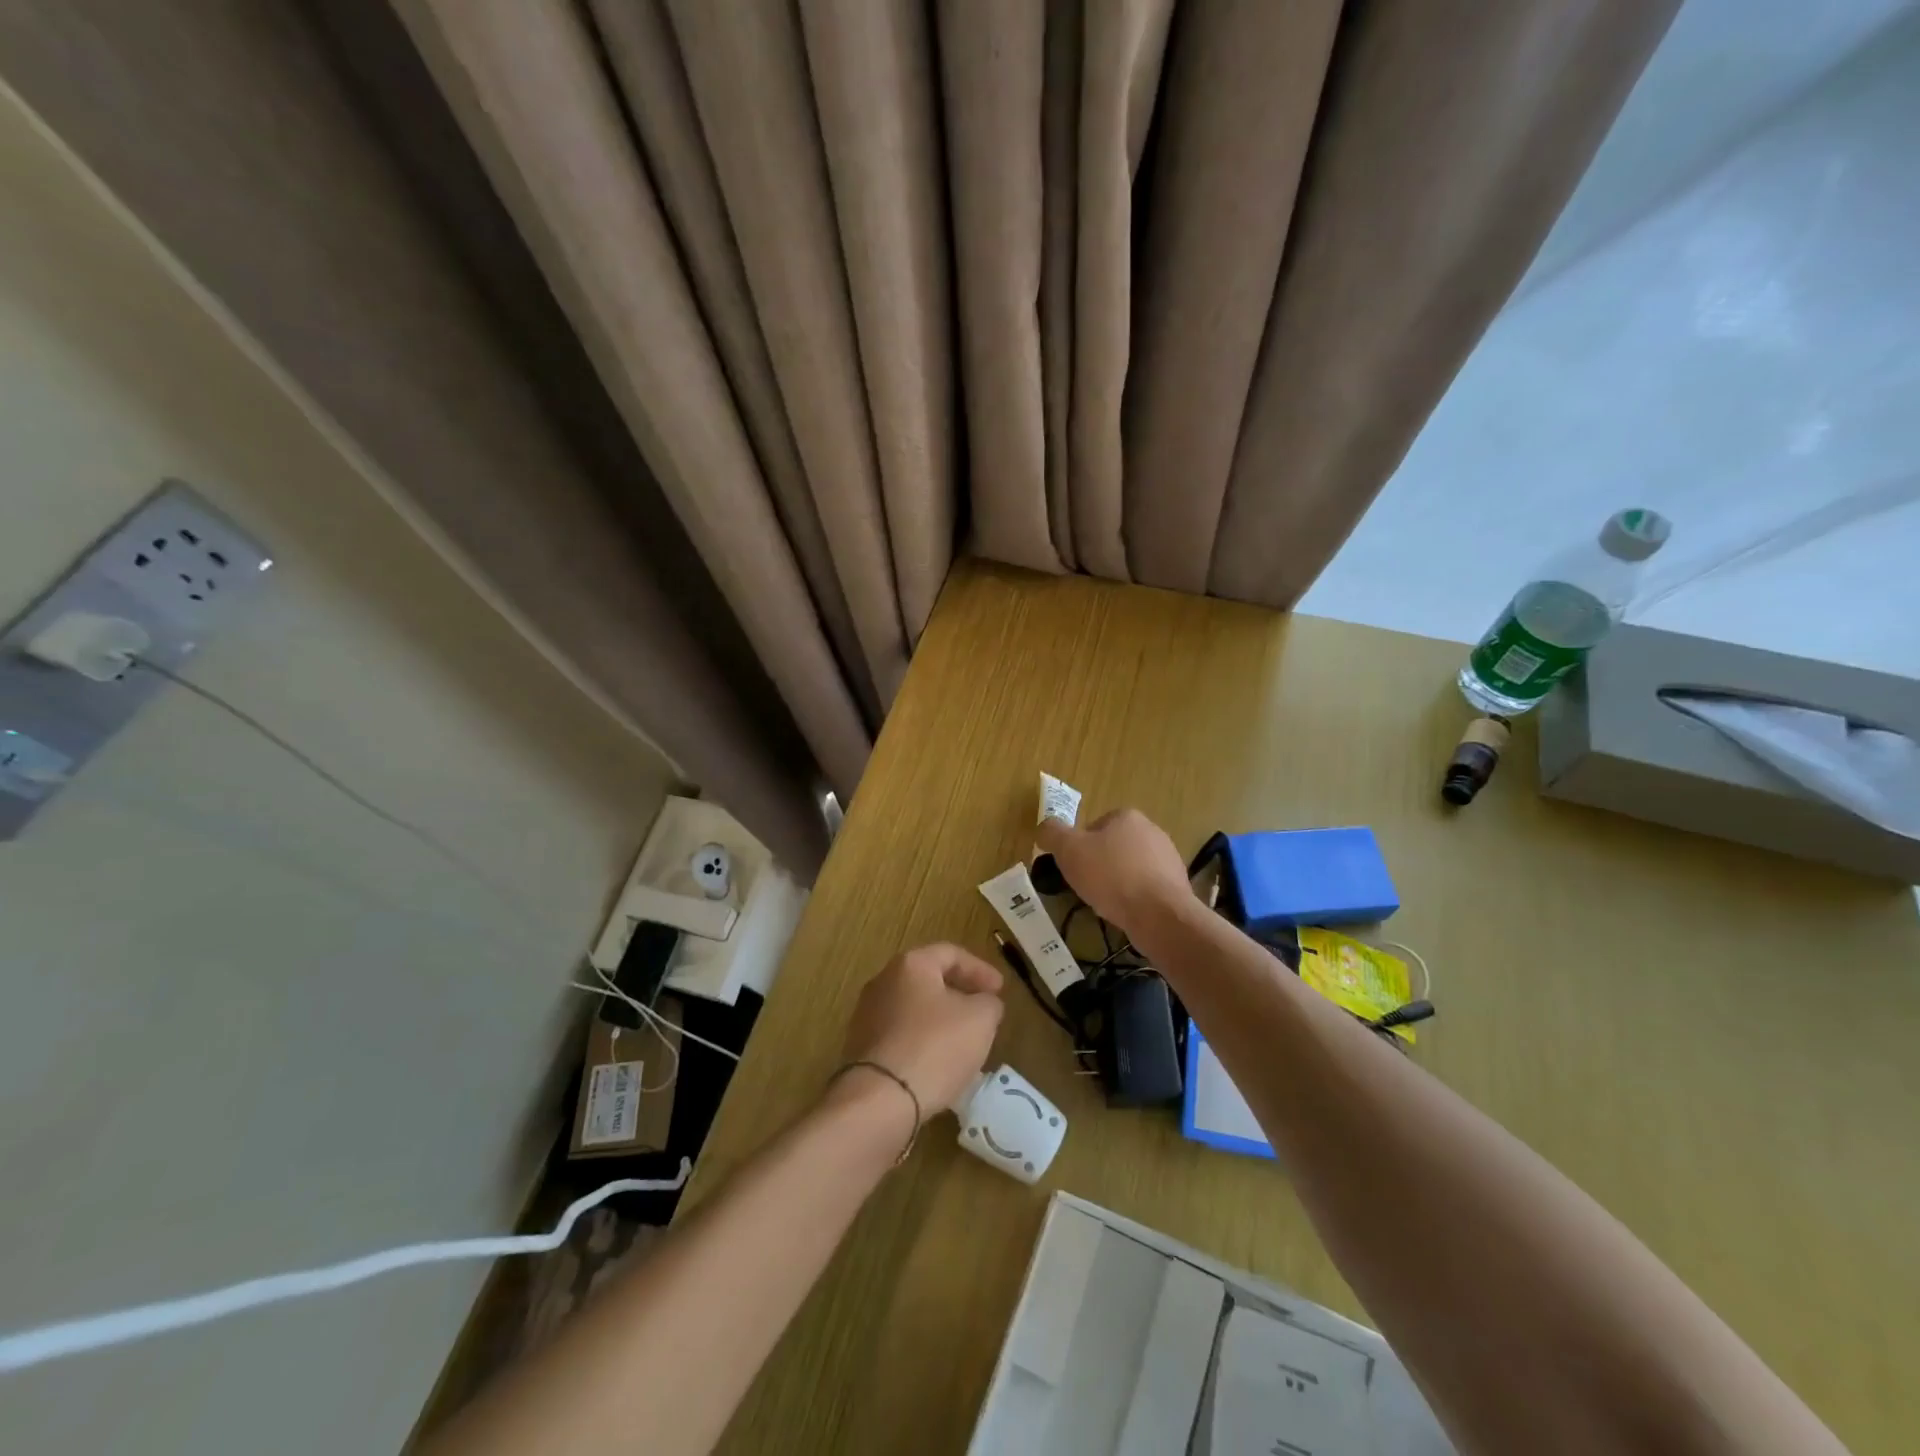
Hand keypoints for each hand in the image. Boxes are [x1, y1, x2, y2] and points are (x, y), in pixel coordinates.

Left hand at [841, 943, 1004, 1117]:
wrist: (879, 1099)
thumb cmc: (935, 1047)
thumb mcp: (980, 1019)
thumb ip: (989, 1003)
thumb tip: (984, 1003)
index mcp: (910, 965)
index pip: (951, 954)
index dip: (980, 969)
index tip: (1000, 990)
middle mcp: (883, 982)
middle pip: (929, 980)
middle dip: (959, 994)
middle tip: (983, 1012)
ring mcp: (867, 1016)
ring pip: (914, 1010)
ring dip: (940, 1021)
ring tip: (964, 1042)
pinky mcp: (861, 1049)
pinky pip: (901, 1036)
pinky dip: (923, 1043)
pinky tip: (939, 1065)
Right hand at [1036, 808, 1190, 935]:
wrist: (1159, 914)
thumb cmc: (1110, 876)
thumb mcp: (1068, 850)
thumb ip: (1052, 833)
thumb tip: (1044, 827)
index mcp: (1126, 816)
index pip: (1094, 827)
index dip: (1079, 848)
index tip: (1074, 868)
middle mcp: (1152, 830)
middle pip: (1113, 847)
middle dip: (1099, 865)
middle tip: (1087, 887)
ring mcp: (1168, 858)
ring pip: (1131, 868)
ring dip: (1118, 883)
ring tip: (1106, 903)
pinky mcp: (1177, 885)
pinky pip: (1147, 888)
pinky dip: (1135, 898)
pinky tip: (1127, 912)